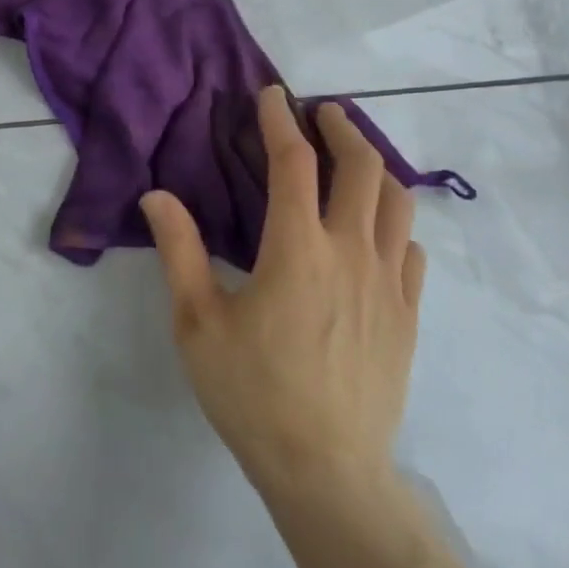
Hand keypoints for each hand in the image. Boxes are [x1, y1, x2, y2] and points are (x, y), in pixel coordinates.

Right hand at [140, 87, 422, 500]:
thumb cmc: (252, 394)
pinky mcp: (408, 314)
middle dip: (343, 128)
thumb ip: (179, 251)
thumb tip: (156, 195)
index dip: (281, 120)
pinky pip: (412, 250)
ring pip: (397, 202)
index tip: (273, 95)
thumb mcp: (198, 324)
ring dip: (376, 165)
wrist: (327, 472)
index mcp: (297, 249)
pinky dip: (395, 222)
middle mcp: (350, 253)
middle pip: (361, 167)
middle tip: (324, 112)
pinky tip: (379, 228)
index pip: (293, 163)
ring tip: (355, 155)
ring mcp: (388, 283)